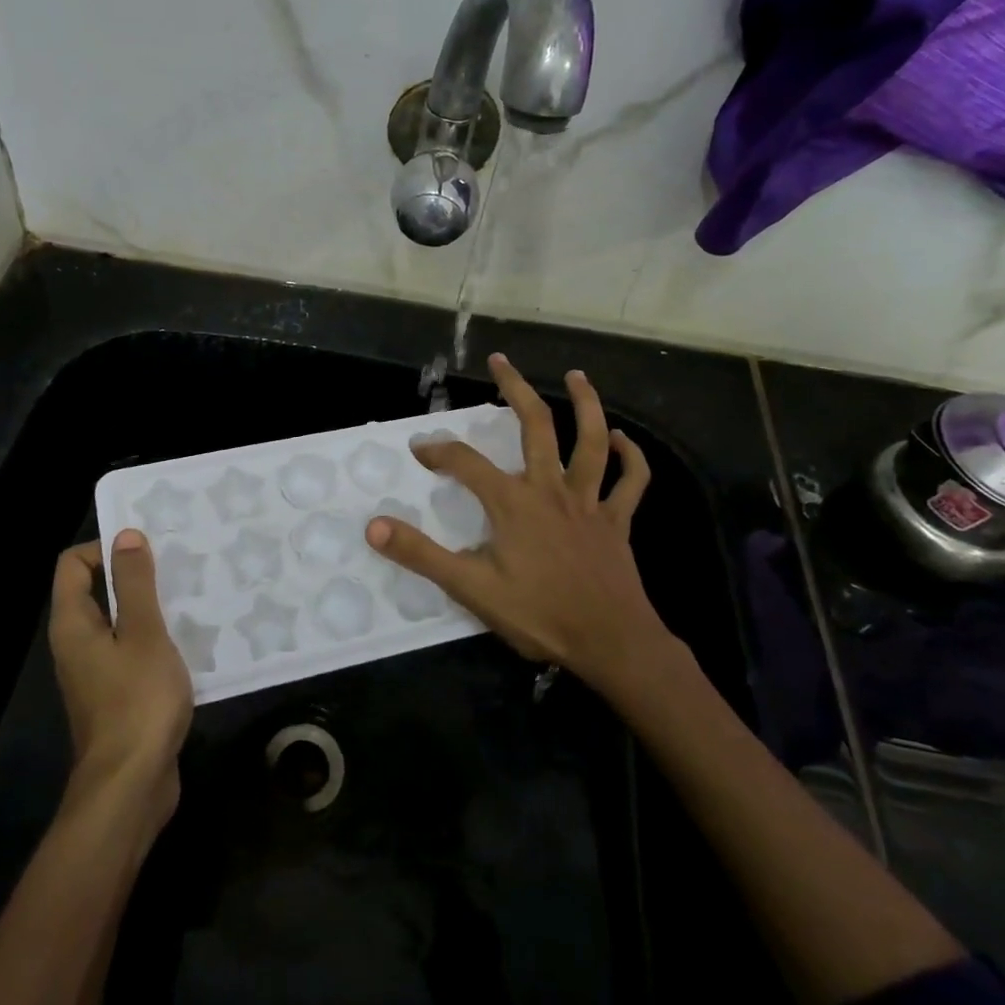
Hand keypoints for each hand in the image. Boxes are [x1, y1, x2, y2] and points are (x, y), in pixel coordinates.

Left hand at [49, 532, 193, 828]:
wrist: (132, 785)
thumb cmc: (136, 701)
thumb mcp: (143, 633)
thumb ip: (134, 583)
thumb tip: (125, 535)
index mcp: (73, 624)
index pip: (73, 564)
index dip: (105, 547)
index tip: (148, 548)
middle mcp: (77, 644)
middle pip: (97, 590)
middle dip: (134, 574)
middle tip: (177, 563)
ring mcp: (97, 672)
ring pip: (119, 622)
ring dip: (150, 606)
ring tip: (191, 593)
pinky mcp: (118, 694)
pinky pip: (133, 650)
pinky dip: (156, 638)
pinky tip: (191, 638)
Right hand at [366, 354, 672, 695]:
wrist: (611, 643)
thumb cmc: (540, 615)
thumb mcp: (471, 588)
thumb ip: (422, 554)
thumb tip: (374, 527)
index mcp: (513, 503)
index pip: (466, 463)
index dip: (438, 451)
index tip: (419, 449)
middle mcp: (551, 489)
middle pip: (535, 426)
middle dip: (516, 390)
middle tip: (501, 361)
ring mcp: (589, 502)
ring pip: (590, 441)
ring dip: (586, 404)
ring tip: (576, 375)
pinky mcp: (616, 521)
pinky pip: (630, 482)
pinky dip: (630, 457)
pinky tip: (621, 438)